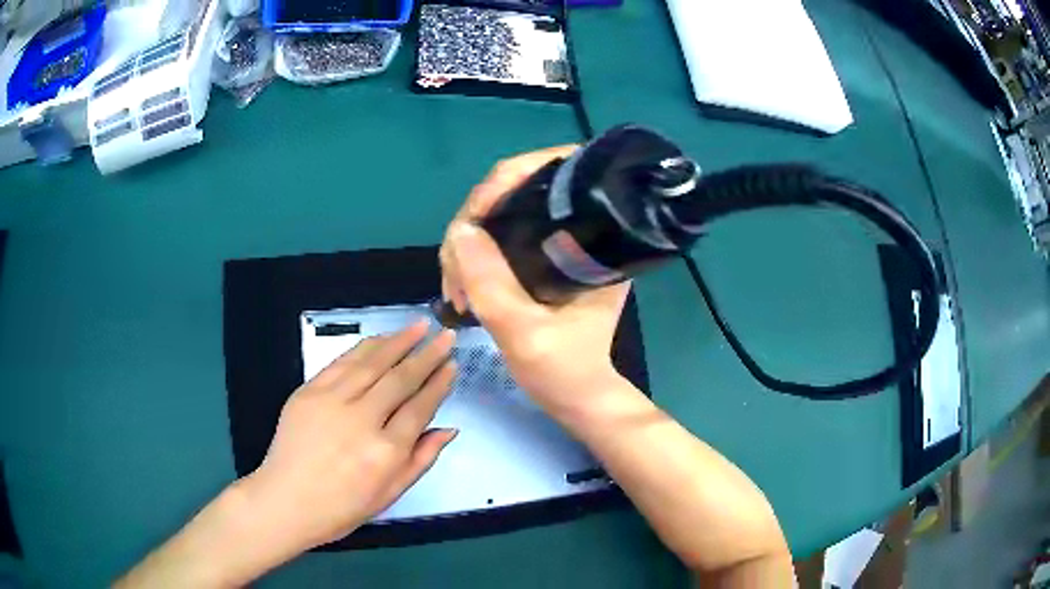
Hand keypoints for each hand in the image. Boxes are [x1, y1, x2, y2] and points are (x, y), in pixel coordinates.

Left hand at [242, 321, 457, 551]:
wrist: (286, 500)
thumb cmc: (342, 507)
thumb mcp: (390, 493)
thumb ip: (422, 459)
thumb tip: (449, 429)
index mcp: (386, 452)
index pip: (420, 407)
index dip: (439, 384)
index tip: (452, 365)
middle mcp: (361, 421)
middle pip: (400, 379)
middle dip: (427, 355)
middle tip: (445, 336)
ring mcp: (331, 402)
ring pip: (371, 363)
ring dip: (398, 341)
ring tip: (419, 326)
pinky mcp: (308, 392)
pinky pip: (341, 362)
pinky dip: (364, 348)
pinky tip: (380, 339)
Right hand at [439, 147, 631, 410]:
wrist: (579, 397)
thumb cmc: (564, 371)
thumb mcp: (525, 334)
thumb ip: (492, 286)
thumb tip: (460, 232)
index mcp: (593, 238)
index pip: (548, 174)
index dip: (501, 184)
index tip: (470, 221)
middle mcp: (580, 230)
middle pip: (516, 193)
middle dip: (474, 222)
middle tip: (453, 269)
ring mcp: (559, 243)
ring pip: (502, 216)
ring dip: (469, 243)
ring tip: (454, 286)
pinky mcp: (543, 258)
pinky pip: (500, 238)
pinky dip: (475, 255)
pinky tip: (463, 283)